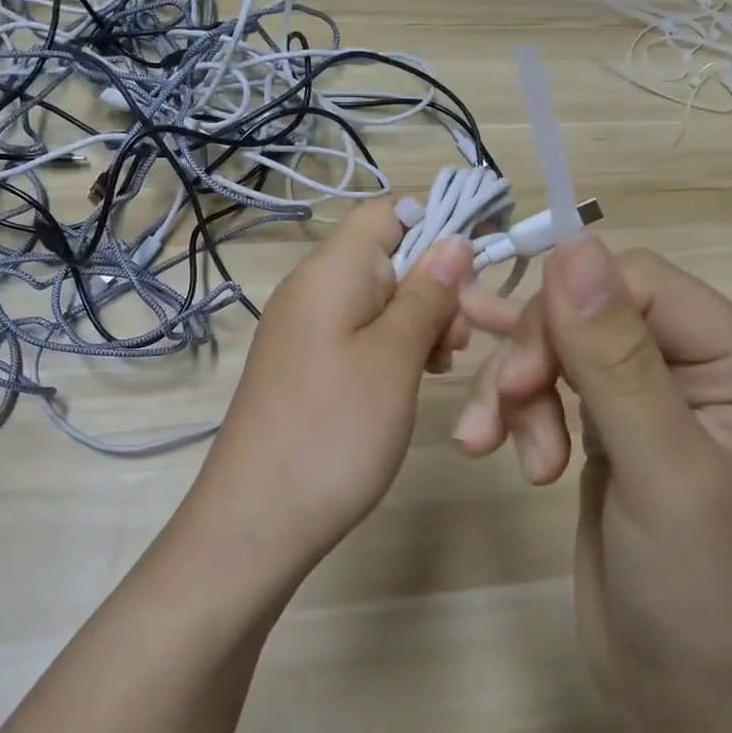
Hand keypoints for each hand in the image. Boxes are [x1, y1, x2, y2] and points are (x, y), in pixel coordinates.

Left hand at [191, 198, 474, 564]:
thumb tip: (454, 238)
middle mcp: (310, 288)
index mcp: (330, 271)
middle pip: (384, 255)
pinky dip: (391, 345)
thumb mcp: (394, 358)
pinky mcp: (303, 363)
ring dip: (417, 319)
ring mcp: (302, 328)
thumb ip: (426, 294)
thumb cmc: (334, 432)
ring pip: (376, 297)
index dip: (435, 224)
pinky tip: (411, 379)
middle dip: (432, 284)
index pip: (385, 211)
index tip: (476, 270)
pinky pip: (356, 332)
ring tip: (440, 364)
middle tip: (458, 341)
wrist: (255, 521)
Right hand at [454, 236, 731, 730]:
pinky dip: (515, 407)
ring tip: (494, 450)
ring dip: (516, 392)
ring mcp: (650, 394)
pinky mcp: (608, 426)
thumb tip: (572, 246)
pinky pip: (549, 383)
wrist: (681, 699)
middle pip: (589, 310)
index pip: (638, 283)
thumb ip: (616, 357)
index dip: (567, 313)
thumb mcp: (660, 470)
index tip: (518, 378)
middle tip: (496, 421)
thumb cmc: (696, 592)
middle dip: (534, 360)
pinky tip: (487, 432)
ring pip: (559, 344)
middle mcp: (699, 365)